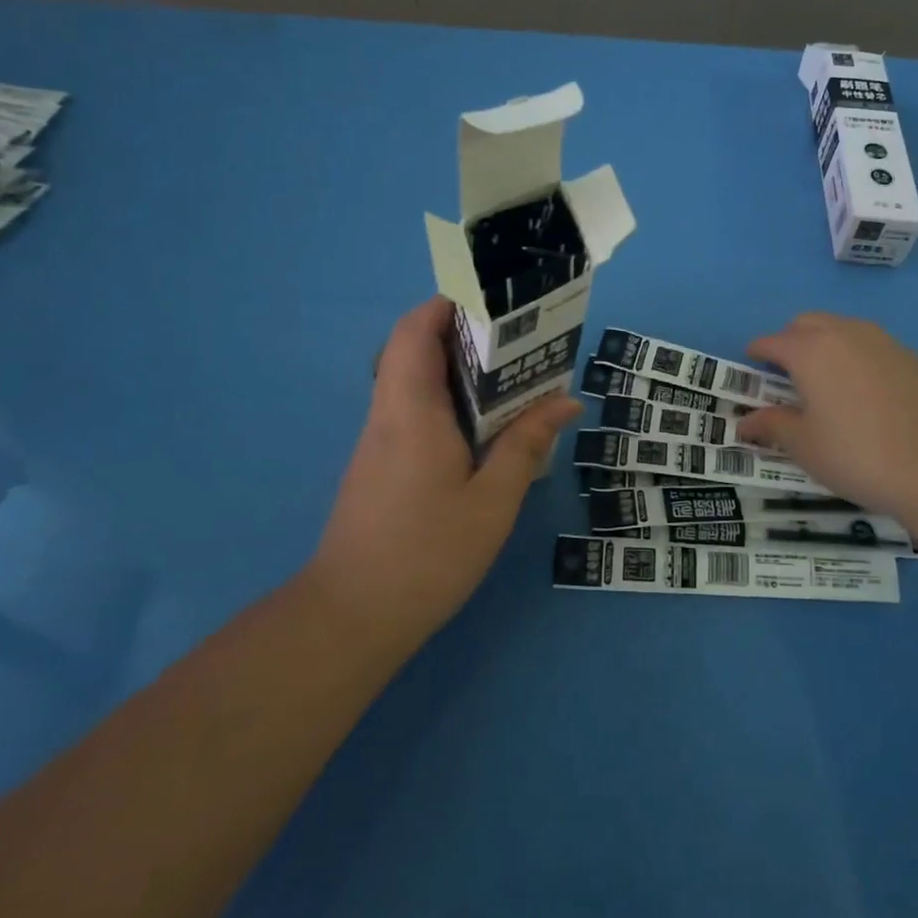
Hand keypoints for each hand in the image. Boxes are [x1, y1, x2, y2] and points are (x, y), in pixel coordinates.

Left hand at [308, 296, 580, 659]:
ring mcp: (379, 440)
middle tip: (515, 335)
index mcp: (411, 411)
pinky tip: (483, 424)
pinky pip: (412, 409)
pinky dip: (446, 398)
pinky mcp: (380, 464)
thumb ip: (526, 445)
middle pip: (412, 348)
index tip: (490, 300)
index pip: (414, 332)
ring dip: (454, 366)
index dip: (445, 304)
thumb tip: (565, 401)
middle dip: (460, 331)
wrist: (352, 617)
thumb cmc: (427, 555)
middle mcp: (388, 415)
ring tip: (510, 372)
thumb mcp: (492, 502)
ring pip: (411, 380)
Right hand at [736, 313, 917, 524]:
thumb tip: (745, 422)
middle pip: (808, 324)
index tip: (751, 366)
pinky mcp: (915, 359)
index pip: (772, 341)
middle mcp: (846, 334)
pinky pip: (874, 348)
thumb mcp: (806, 447)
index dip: (757, 352)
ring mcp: (885, 342)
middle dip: (791, 341)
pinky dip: (859, 360)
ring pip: (844, 330)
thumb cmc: (860, 455)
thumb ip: (773, 426)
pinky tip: (868, 396)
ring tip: (827, 383)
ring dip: (826, 346)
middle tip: (787, 375)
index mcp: (811, 351)